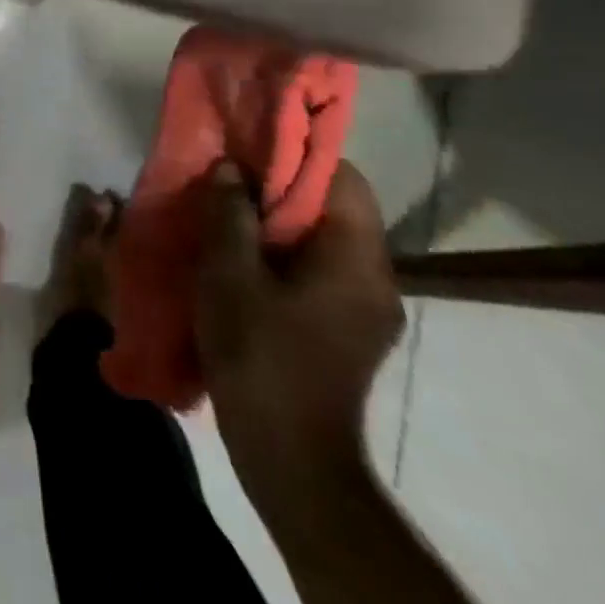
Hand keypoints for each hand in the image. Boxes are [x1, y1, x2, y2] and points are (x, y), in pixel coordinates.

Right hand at [195, 160, 403, 517]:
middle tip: (227, 179)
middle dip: (281, 187)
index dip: (297, 154)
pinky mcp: (349, 332)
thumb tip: (230, 168)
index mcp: (356, 259)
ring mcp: (367, 310)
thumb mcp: (229, 274)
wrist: (290, 456)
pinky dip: (285, 254)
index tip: (249, 146)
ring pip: (325, 241)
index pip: (344, 178)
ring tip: (228, 216)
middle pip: (336, 208)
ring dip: (279, 222)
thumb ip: (230, 213)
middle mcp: (376, 279)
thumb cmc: (258, 353)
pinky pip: (321, 271)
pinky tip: (243, 263)